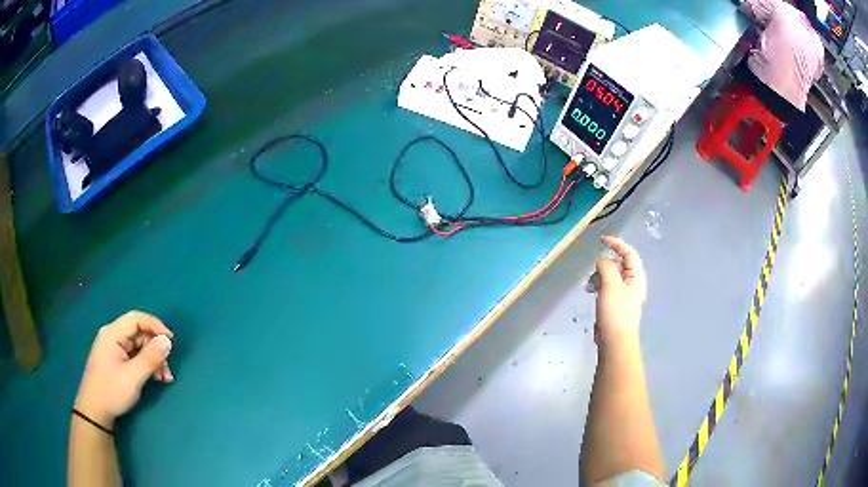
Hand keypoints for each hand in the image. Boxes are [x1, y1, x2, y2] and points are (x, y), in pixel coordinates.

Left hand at [74, 311, 173, 428]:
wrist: (95, 411)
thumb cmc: (111, 391)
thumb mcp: (133, 377)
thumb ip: (150, 358)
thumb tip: (167, 341)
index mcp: (112, 334)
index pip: (136, 319)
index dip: (155, 326)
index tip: (171, 341)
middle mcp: (113, 336)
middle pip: (139, 333)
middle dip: (156, 349)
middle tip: (168, 369)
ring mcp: (114, 349)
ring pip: (139, 346)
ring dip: (153, 359)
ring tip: (164, 379)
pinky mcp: (116, 360)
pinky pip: (135, 356)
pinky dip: (147, 365)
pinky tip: (155, 378)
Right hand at [593, 236, 646, 345]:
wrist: (615, 341)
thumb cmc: (615, 312)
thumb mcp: (610, 284)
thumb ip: (606, 267)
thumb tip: (601, 262)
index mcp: (636, 277)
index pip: (629, 253)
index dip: (616, 244)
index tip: (602, 240)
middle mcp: (632, 284)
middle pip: (618, 265)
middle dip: (603, 265)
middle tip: (593, 275)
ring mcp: (624, 296)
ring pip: (610, 277)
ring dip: (599, 277)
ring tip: (589, 288)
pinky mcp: (616, 305)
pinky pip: (607, 288)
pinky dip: (599, 287)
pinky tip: (592, 295)